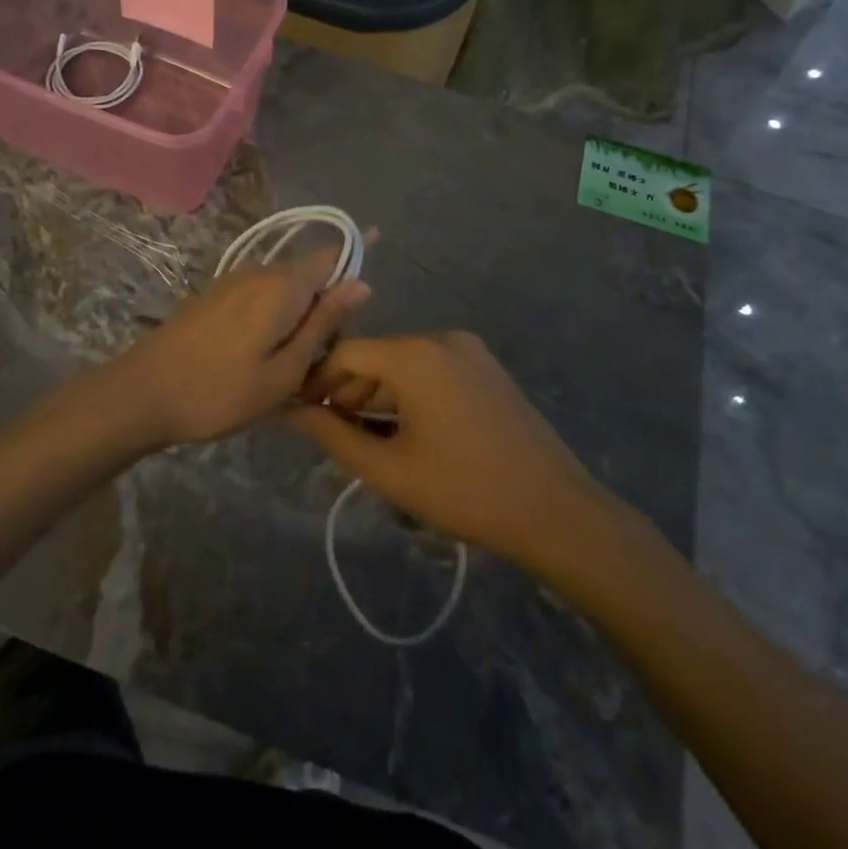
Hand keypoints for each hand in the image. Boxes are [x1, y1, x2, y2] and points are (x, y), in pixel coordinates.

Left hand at [106, 246, 369, 447]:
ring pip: (284, 288)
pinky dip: (274, 318)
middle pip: (310, 275)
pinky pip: (260, 296)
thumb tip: (362, 282)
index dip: (356, 254)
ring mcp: (233, 281)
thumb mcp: (284, 371)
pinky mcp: (215, 295)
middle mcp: (259, 271)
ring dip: (298, 316)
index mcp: (282, 286)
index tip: (375, 269)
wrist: (141, 394)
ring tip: (293, 367)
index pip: (331, 255)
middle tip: (324, 360)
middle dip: (327, 305)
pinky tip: (263, 356)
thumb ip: (323, 324)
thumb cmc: (220, 392)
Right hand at [288, 332, 614, 566]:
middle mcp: (442, 339)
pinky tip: (403, 431)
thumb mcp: (389, 469)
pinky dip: (410, 394)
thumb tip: (292, 412)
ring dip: (378, 395)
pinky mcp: (487, 369)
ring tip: (364, 439)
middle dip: (348, 391)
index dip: (318, 380)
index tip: (299, 412)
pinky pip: (433, 371)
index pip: (347, 352)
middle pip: (377, 356)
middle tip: (331, 433)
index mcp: (415, 354)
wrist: (555, 510)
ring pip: (405, 364)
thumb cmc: (464, 489)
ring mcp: (470, 351)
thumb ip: (334, 435)